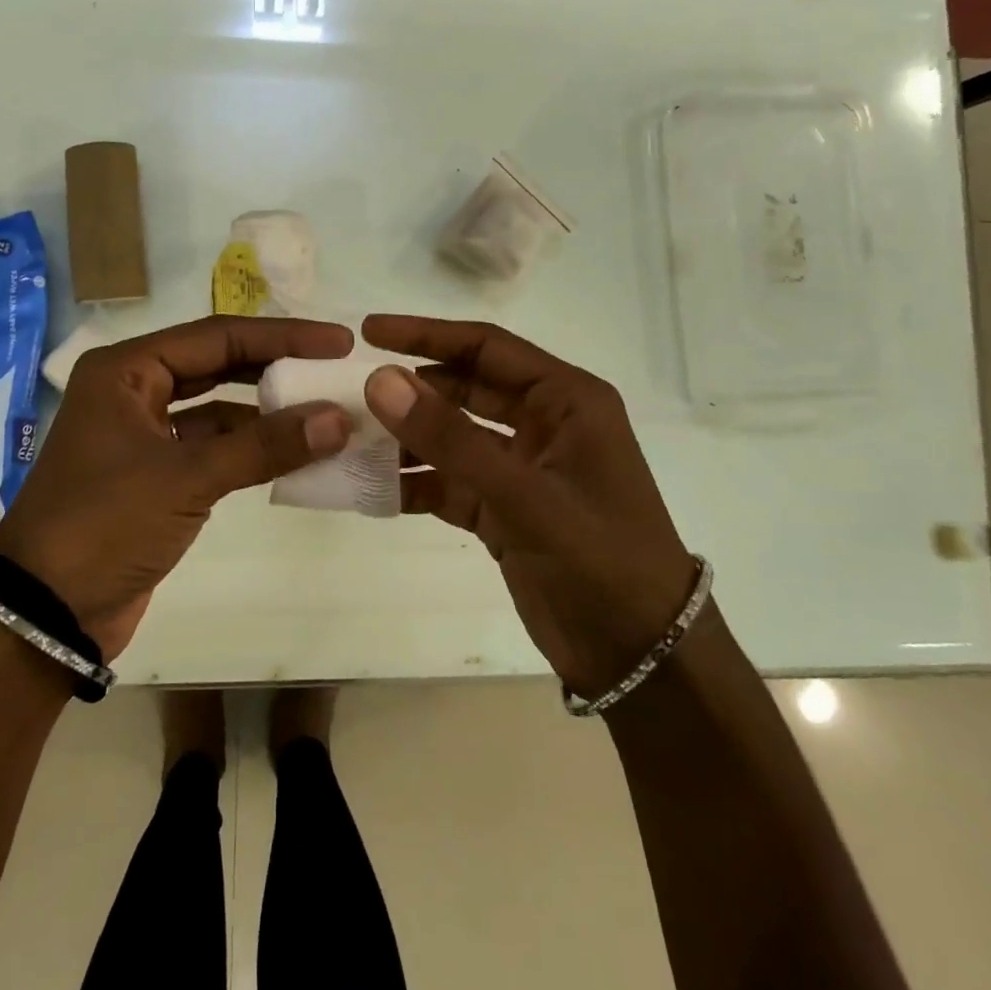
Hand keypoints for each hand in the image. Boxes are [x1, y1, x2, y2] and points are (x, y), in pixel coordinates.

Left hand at [0, 315, 354, 659]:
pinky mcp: (155, 474)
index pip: (218, 336)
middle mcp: (133, 391)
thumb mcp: (187, 479)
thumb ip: (265, 445)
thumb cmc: (105, 525)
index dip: (282, 336)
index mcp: (127, 370)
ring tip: (326, 412)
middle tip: (334, 369)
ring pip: (217, 408)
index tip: (337, 342)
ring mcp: (143, 434)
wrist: (45, 614)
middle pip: (218, 364)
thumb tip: (339, 418)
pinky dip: (250, 449)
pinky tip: (293, 453)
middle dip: (276, 367)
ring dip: (267, 412)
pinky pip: (212, 447)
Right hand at [361, 315, 697, 696]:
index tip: (369, 331)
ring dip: (406, 439)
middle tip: (350, 391)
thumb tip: (381, 380)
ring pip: (451, 437)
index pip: (487, 347)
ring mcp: (522, 469)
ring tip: (349, 440)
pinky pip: (448, 482)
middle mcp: (544, 425)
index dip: (427, 335)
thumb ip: (451, 439)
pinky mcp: (503, 510)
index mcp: (567, 401)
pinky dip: (414, 483)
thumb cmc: (602, 562)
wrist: (641, 658)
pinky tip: (371, 489)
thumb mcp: (526, 497)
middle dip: (411, 389)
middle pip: (464, 388)